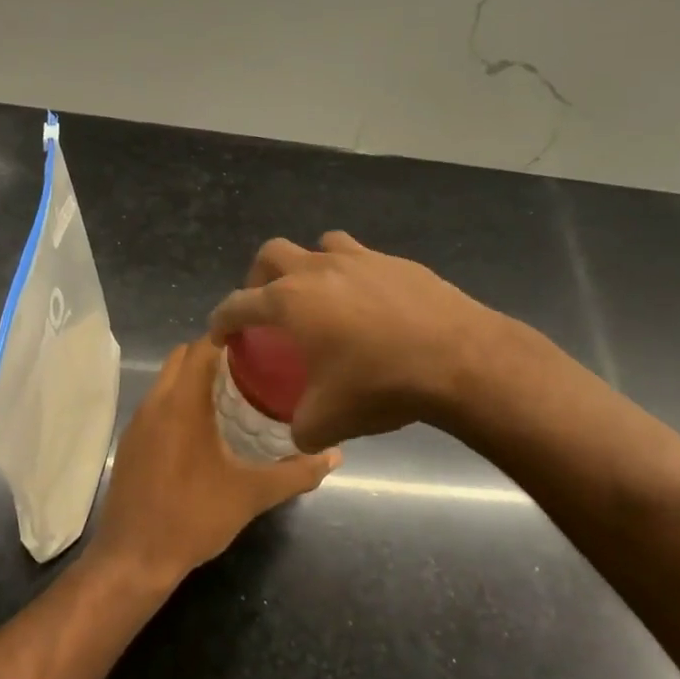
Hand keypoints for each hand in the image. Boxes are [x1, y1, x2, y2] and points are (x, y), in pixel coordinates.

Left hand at [90, 338, 339, 587]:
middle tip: (252, 366)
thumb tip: (335, 455)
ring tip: (234, 392)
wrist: (132, 560)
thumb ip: (296, 472)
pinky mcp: (130, 442)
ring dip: (194, 377)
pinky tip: (204, 426)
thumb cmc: (193, 518)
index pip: (202, 347)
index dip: (229, 335)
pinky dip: (178, 399)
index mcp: (182, 404)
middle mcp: (155, 403)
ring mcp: (137, 423)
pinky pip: (157, 403)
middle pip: (181, 357)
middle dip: (213, 353)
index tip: (260, 340)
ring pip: (166, 380)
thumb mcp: (251, 495)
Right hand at [208, 232, 493, 452]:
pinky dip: (352, 276)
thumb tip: (300, 433)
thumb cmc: (381, 385)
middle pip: (272, 254)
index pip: (238, 304)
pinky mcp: (397, 262)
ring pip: (320, 245)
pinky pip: (362, 259)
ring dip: (308, 266)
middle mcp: (318, 269)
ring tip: (318, 297)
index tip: (221, 335)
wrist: (459, 359)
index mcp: (291, 302)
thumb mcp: (329, 421)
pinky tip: (369, 307)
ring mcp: (361, 259)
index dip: (222, 320)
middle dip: (258, 278)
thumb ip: (301, 427)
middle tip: (265, 306)